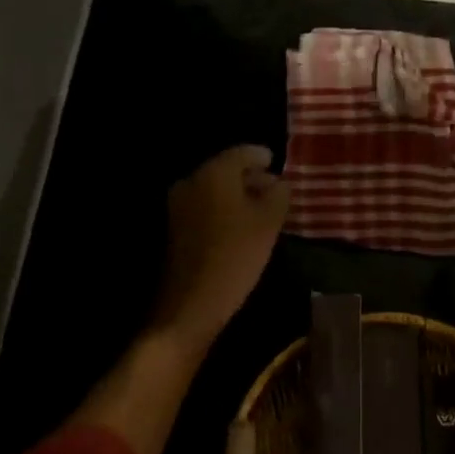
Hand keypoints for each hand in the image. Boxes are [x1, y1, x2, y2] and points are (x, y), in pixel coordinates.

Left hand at [149, 145, 290, 351]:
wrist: (192, 301)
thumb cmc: (236, 255)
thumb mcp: (269, 222)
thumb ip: (278, 194)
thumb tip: (278, 182)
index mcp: (213, 172)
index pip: (243, 152)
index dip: (263, 157)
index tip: (277, 163)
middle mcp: (191, 181)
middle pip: (226, 169)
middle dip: (251, 177)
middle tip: (275, 190)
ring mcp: (179, 204)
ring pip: (215, 189)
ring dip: (238, 195)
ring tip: (262, 211)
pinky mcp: (176, 227)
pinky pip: (205, 207)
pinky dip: (224, 210)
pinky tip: (241, 226)